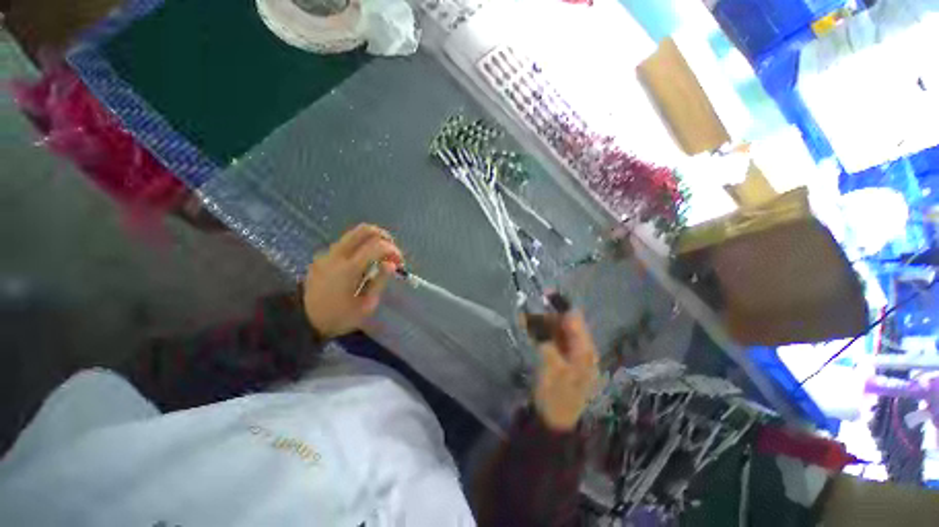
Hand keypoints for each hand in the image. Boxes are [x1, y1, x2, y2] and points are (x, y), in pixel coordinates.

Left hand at [303, 224, 402, 338]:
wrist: (302, 322)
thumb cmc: (338, 317)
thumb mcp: (365, 306)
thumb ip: (380, 282)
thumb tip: (391, 264)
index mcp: (349, 269)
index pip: (377, 246)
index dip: (393, 250)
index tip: (400, 263)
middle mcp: (337, 255)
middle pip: (364, 230)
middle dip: (384, 236)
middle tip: (391, 252)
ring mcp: (327, 254)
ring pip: (354, 234)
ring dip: (372, 240)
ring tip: (379, 258)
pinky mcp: (322, 257)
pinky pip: (345, 243)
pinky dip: (360, 246)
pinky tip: (363, 263)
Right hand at [531, 310, 598, 431]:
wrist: (555, 424)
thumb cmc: (555, 396)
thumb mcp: (551, 367)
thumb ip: (545, 340)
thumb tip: (536, 320)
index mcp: (584, 349)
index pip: (574, 318)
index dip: (560, 304)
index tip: (543, 294)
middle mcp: (581, 349)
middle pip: (565, 323)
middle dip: (546, 315)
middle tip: (525, 313)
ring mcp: (571, 355)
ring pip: (556, 331)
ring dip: (541, 324)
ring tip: (523, 321)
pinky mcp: (561, 360)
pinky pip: (552, 341)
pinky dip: (541, 334)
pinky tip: (529, 331)